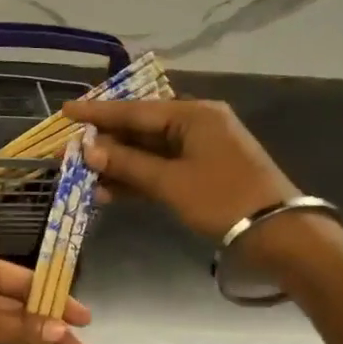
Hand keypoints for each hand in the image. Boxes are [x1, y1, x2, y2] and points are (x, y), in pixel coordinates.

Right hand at [63, 97, 298, 239]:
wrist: (277, 233)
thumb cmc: (222, 199)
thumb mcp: (170, 182)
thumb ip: (127, 164)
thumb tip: (89, 151)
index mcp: (192, 115)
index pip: (134, 110)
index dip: (97, 113)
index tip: (66, 111)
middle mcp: (195, 124)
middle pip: (139, 129)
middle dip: (103, 143)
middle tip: (68, 150)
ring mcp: (199, 149)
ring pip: (147, 151)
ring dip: (116, 165)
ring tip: (82, 177)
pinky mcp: (201, 172)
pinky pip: (159, 168)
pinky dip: (136, 179)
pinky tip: (107, 192)